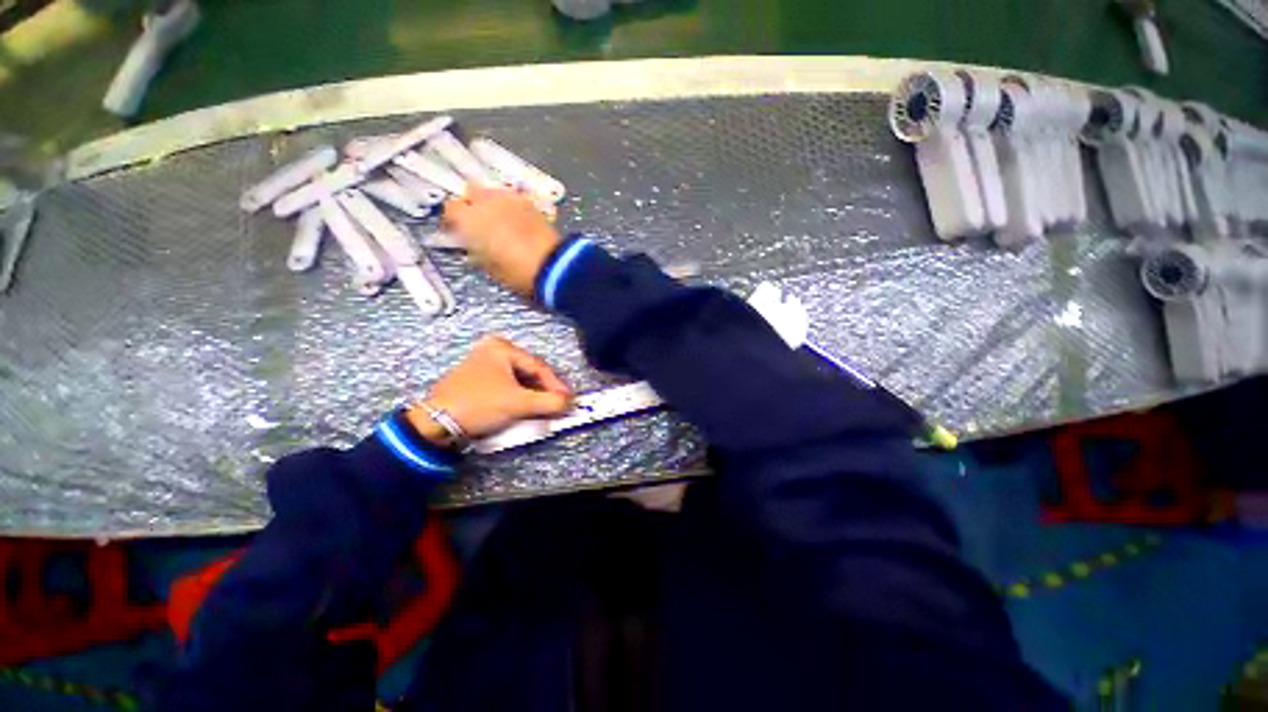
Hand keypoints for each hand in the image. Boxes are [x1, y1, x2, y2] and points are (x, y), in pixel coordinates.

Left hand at [407, 336, 571, 442]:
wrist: (435, 424)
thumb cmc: (479, 405)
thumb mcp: (519, 404)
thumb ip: (549, 402)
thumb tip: (570, 403)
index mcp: (502, 348)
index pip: (538, 366)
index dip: (556, 385)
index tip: (568, 400)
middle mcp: (492, 351)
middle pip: (529, 372)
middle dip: (545, 389)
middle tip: (557, 403)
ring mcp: (483, 364)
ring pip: (518, 380)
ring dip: (533, 394)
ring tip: (544, 407)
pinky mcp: (477, 380)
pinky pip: (507, 386)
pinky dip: (519, 396)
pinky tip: (524, 407)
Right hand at [443, 185, 562, 297]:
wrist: (552, 266)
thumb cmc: (517, 271)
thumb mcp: (489, 268)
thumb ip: (476, 251)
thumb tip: (474, 247)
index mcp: (470, 218)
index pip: (450, 208)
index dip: (452, 219)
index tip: (457, 230)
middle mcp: (487, 201)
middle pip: (471, 190)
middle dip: (472, 203)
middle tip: (477, 222)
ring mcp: (511, 199)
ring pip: (493, 191)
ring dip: (492, 202)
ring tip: (499, 220)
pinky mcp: (531, 203)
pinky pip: (513, 198)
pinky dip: (511, 206)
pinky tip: (517, 221)